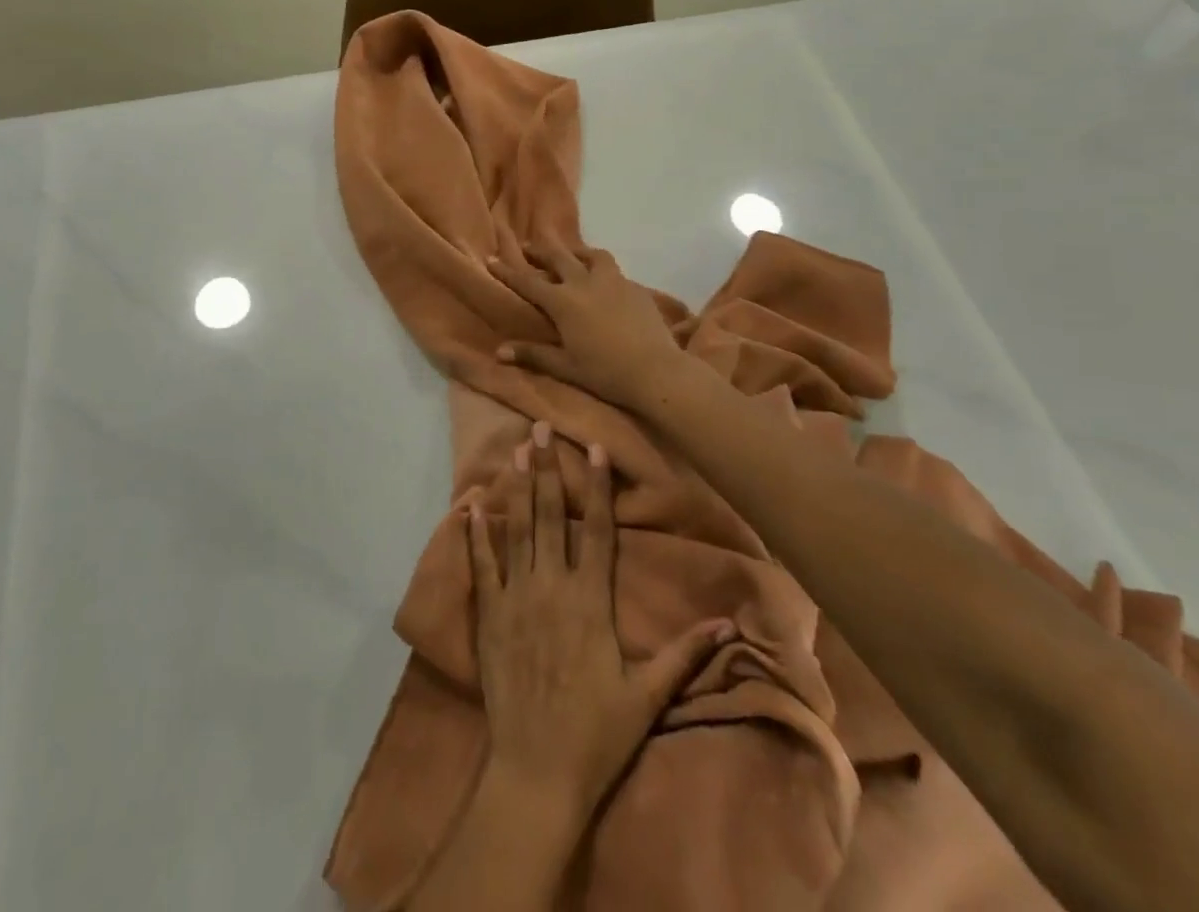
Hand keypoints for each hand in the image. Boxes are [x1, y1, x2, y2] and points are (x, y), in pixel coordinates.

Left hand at [467, 423, 732, 821]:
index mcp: (590, 601)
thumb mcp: (648, 695)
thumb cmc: (597, 733)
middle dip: (547, 469)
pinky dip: (475, 535)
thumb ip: (684, 654)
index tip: (593, 449)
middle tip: (540, 428)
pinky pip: (481, 566)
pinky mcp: (489, 615)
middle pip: (551, 516)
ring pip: (517, 530)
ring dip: (516, 488)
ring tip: (515, 451)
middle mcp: (552, 587)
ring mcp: (516, 597)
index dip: (597, 488)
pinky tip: (470, 506)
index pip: (598, 531)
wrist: (537, 771)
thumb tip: (728, 625)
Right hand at [489, 246, 684, 412]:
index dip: (508, 271)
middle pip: (558, 257)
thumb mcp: (565, 366)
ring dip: (576, 251)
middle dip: (539, 250)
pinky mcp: (635, 287)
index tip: (492, 258)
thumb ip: (533, 354)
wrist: (656, 371)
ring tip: (570, 254)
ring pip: (591, 255)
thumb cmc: (605, 372)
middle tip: (526, 245)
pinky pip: (613, 270)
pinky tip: (603, 280)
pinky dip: (601, 269)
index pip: (528, 282)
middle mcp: (585, 283)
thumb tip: (499, 351)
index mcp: (563, 302)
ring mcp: (613, 281)